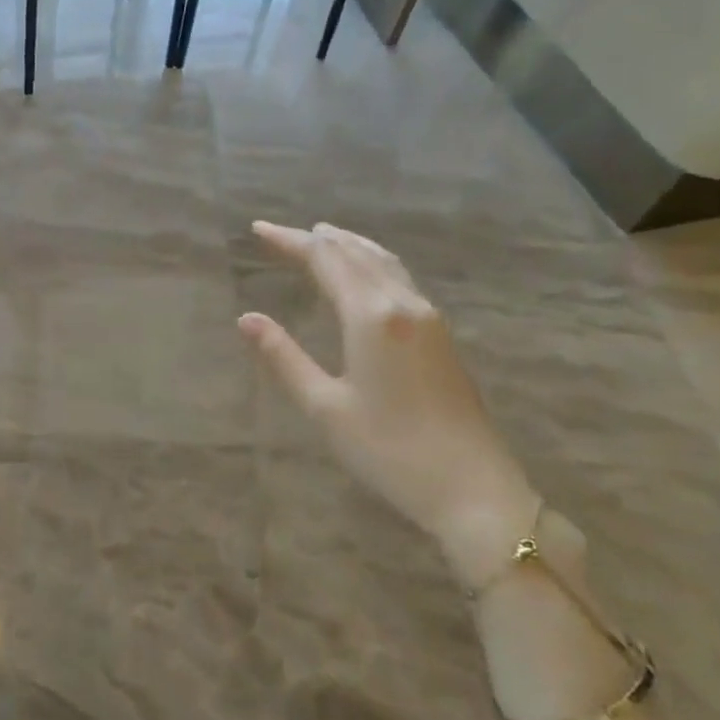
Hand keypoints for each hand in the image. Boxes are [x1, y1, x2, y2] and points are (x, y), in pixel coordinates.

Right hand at [239, 222, 540, 587]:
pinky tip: (365, 274)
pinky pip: (400, 278)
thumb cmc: (389, 450)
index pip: (325, 260)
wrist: (473, 489)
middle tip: (280, 234)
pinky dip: (372, 263)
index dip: (290, 241)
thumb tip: (246, 318)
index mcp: (371, 316)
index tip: (258, 229)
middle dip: (316, 239)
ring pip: (384, 262)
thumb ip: (284, 357)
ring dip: (349, 245)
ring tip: (322, 236)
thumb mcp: (324, 407)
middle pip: (356, 254)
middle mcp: (402, 304)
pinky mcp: (440, 335)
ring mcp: (428, 318)